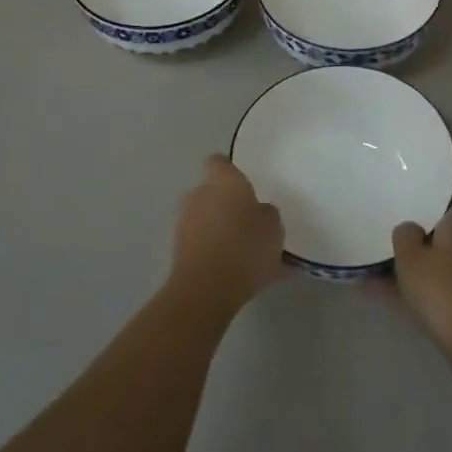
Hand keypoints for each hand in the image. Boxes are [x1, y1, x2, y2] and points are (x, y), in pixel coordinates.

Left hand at [169, 155, 286, 315]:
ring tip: (242, 250)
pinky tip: (233, 270)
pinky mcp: (178, 251)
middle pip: (211, 191)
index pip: (219, 162)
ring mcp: (184, 222)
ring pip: (204, 218)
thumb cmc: (245, 246)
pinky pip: (201, 243)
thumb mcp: (273, 226)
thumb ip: (266, 213)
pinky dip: (213, 251)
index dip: (230, 171)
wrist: (207, 289)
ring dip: (218, 228)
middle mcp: (199, 194)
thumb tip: (259, 212)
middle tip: (247, 220)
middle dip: (225, 203)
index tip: (244, 184)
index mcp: (223, 181)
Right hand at [392, 202, 451, 382]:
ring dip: (415, 271)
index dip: (423, 206)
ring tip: (375, 278)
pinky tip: (392, 301)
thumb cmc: (442, 289)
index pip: (445, 201)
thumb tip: (410, 228)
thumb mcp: (409, 256)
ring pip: (441, 264)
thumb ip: (404, 234)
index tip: (402, 213)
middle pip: (442, 235)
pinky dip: (423, 292)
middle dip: (417, 243)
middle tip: (387, 247)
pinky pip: (444, 287)